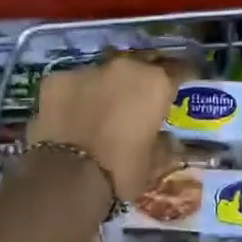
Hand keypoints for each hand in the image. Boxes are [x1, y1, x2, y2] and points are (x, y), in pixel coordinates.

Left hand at [27, 55, 186, 202]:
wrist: (66, 177)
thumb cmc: (122, 170)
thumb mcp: (153, 163)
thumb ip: (163, 144)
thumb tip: (168, 140)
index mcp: (156, 83)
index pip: (179, 70)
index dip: (184, 77)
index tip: (184, 83)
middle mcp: (126, 67)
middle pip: (140, 65)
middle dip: (141, 79)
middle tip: (139, 98)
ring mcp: (88, 70)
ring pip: (103, 73)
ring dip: (107, 86)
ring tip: (103, 107)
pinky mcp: (57, 79)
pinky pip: (72, 84)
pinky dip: (75, 95)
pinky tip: (72, 113)